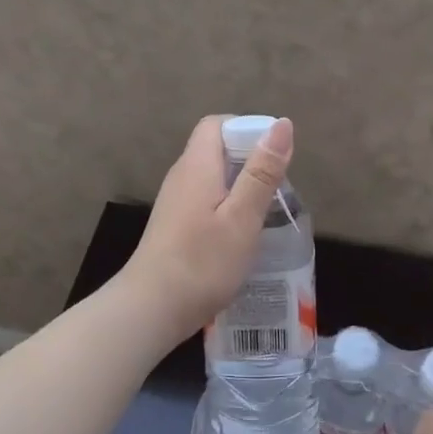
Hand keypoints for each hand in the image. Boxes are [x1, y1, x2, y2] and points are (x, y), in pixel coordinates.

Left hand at [122, 115, 293, 344]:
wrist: (151, 309)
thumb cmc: (202, 262)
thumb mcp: (242, 217)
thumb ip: (262, 171)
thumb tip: (282, 124)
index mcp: (197, 166)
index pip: (217, 124)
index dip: (247, 129)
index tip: (274, 155)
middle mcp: (181, 177)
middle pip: (215, 150)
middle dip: (249, 160)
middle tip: (277, 188)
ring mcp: (174, 203)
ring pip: (212, 178)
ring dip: (240, 187)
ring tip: (266, 212)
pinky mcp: (174, 227)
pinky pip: (205, 201)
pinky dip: (227, 208)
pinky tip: (242, 235)